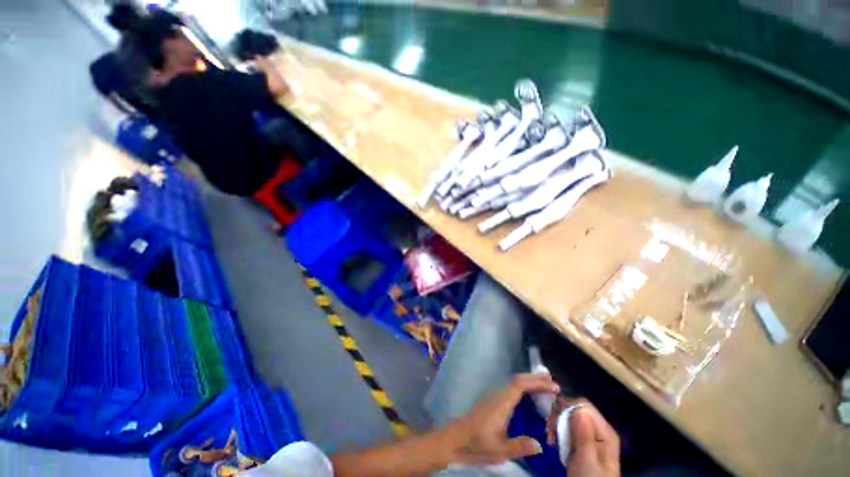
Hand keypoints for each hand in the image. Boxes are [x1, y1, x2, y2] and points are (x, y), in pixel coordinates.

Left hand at [442, 373, 559, 465]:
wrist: (457, 438)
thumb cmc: (478, 443)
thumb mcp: (499, 450)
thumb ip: (519, 446)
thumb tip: (540, 444)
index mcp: (501, 403)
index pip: (520, 385)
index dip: (537, 383)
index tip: (553, 386)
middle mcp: (498, 395)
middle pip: (518, 380)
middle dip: (535, 379)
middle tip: (554, 384)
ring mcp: (495, 396)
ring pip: (514, 382)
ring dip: (530, 381)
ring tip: (546, 387)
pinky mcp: (493, 400)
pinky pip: (511, 388)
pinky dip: (524, 387)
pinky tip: (530, 396)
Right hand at [549, 398, 619, 476]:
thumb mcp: (587, 460)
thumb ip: (584, 435)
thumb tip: (578, 408)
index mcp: (605, 431)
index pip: (583, 405)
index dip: (566, 407)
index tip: (553, 419)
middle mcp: (598, 429)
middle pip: (574, 409)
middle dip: (559, 417)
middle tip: (549, 431)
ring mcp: (590, 435)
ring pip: (568, 418)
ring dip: (556, 425)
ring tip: (551, 439)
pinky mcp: (581, 441)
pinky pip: (567, 428)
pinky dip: (558, 432)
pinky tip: (554, 442)